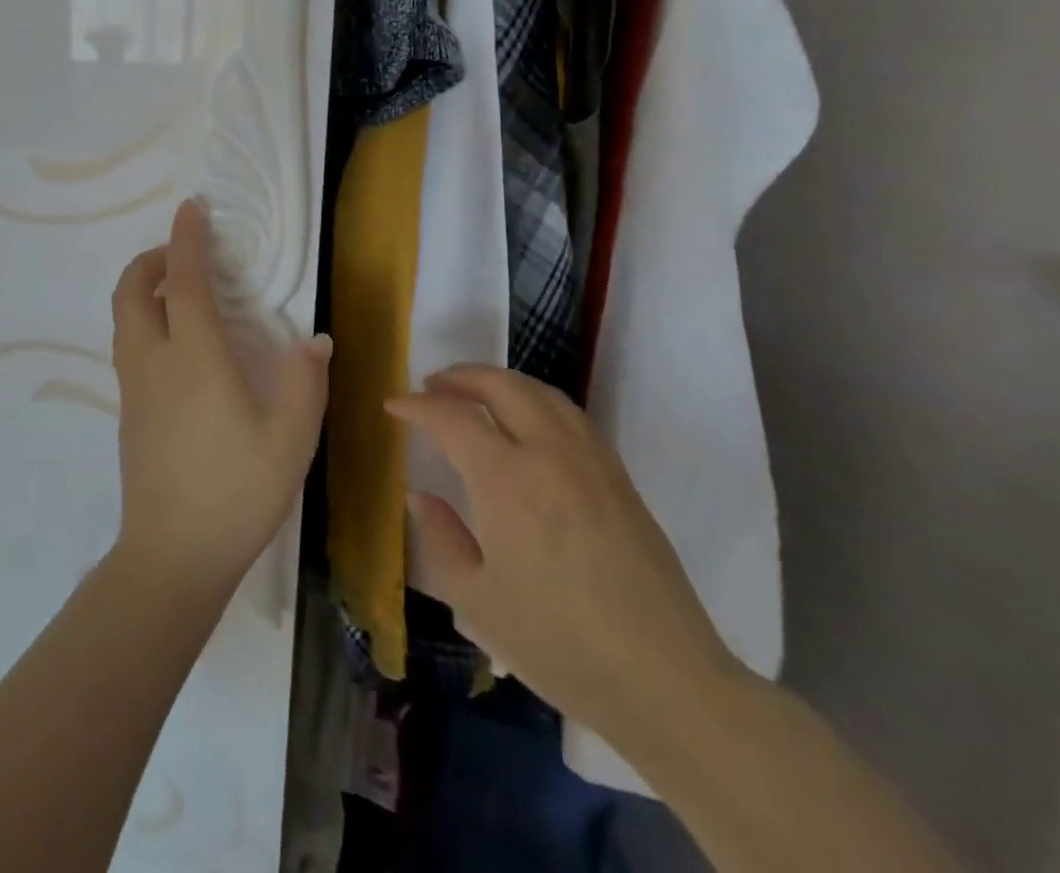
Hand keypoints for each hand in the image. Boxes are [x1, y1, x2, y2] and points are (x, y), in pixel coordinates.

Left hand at [108, 199, 330, 591]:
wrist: (172, 556)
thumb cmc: (236, 493)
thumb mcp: (291, 440)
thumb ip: (305, 383)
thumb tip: (315, 340)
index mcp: (194, 358)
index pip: (183, 281)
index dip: (187, 239)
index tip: (191, 207)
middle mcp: (154, 362)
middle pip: (131, 290)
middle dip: (151, 259)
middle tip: (183, 254)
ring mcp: (133, 388)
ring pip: (123, 318)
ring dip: (143, 289)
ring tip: (180, 292)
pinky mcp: (128, 412)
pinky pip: (128, 345)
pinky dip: (143, 320)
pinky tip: (178, 345)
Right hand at [387, 366, 743, 748]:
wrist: (666, 681)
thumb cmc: (559, 644)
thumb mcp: (476, 601)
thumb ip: (441, 538)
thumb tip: (421, 496)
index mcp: (506, 480)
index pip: (452, 418)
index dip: (417, 406)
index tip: (393, 404)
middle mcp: (549, 454)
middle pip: (501, 386)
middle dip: (460, 376)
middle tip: (431, 386)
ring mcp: (590, 461)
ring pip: (541, 392)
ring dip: (500, 381)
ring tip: (475, 392)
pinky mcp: (619, 478)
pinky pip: (570, 415)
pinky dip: (536, 400)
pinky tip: (526, 423)